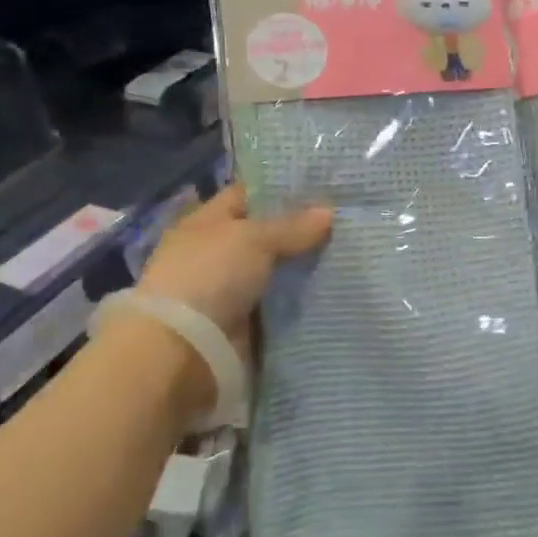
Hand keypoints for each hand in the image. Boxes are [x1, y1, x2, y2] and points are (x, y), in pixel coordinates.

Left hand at [135, 184, 331, 363]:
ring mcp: (231, 290)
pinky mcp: (246, 324)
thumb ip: (292, 225)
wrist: (183, 352)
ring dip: (307, 266)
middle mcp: (218, 253)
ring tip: (353, 251)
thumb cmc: (210, 277)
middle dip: (304, 229)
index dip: (283, 188)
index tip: (324, 184)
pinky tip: (338, 287)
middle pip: (268, 234)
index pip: (249, 195)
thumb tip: (328, 212)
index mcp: (207, 223)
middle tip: (348, 218)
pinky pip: (282, 304)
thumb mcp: (253, 238)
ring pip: (279, 271)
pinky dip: (304, 300)